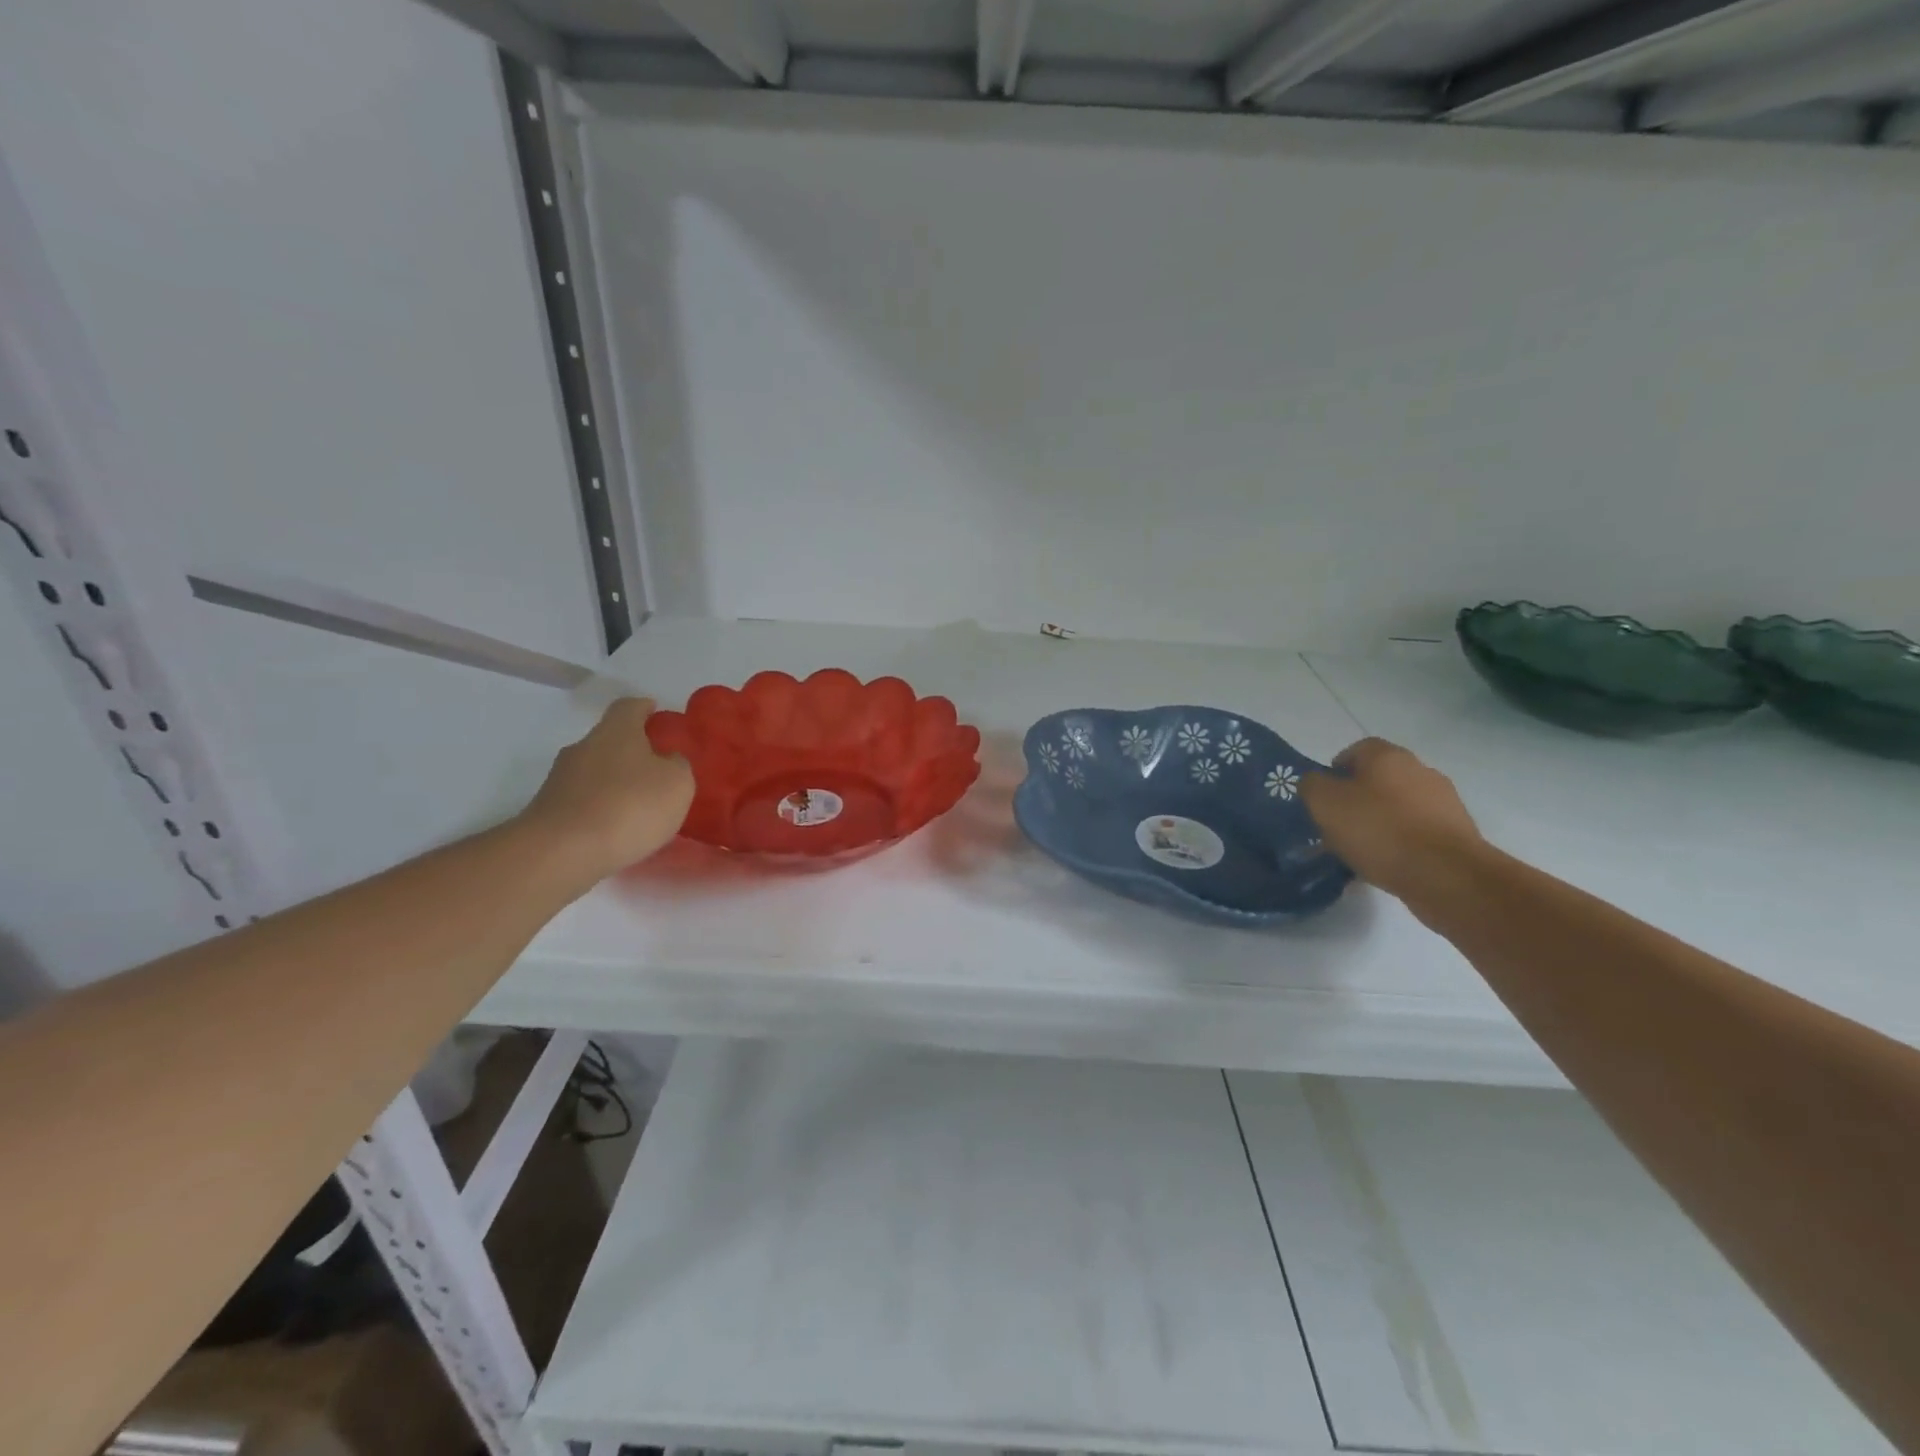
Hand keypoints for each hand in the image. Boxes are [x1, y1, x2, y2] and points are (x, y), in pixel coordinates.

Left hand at [519, 698, 694, 881]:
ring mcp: (560, 778)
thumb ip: (678, 765)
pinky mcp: (549, 810)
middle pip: (610, 739)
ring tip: (640, 807)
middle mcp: (584, 746)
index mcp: (616, 731)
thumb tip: (668, 760)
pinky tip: (617, 829)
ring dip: (615, 782)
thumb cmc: (630, 806)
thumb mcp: (677, 783)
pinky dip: (601, 808)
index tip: (657, 714)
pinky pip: (584, 800)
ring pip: (595, 771)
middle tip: (657, 770)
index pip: (629, 706)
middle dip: (632, 751)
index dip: (644, 708)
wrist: (562, 851)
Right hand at [1300, 738, 1484, 906]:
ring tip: (1362, 850)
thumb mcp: (1324, 803)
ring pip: (1400, 805)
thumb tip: (1316, 782)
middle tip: (1338, 824)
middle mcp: (1419, 769)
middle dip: (1358, 797)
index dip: (1336, 770)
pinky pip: (1417, 830)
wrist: (1446, 874)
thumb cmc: (1378, 830)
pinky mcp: (1457, 832)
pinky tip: (1387, 863)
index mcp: (1387, 756)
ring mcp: (1444, 801)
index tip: (1324, 797)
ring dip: (1381, 820)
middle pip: (1379, 778)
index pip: (1356, 750)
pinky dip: (1401, 841)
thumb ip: (1312, 785)